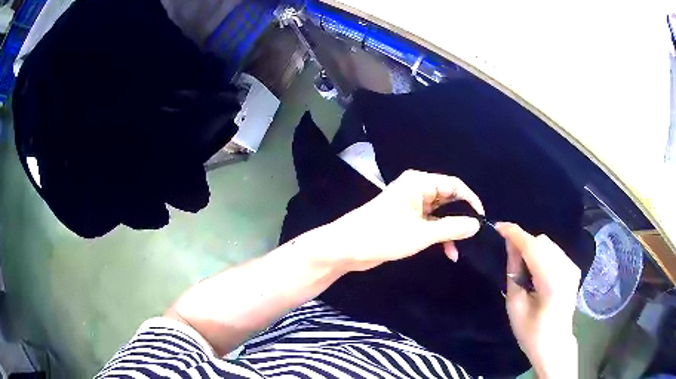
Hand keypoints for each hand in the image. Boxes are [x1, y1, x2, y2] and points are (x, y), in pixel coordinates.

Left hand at [324, 170, 484, 271]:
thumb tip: (476, 224)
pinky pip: (430, 224)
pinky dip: (439, 236)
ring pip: (440, 214)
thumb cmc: (384, 235)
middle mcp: (417, 190)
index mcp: (419, 183)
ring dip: (450, 231)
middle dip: (461, 217)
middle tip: (474, 236)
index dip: (471, 201)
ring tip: (459, 249)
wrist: (347, 248)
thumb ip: (452, 227)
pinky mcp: (406, 220)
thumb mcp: (422, 233)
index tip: (482, 220)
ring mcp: (411, 206)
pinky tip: (448, 252)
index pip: (455, 185)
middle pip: (448, 199)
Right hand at [496, 223, 580, 378]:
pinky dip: (542, 254)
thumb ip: (514, 272)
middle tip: (510, 257)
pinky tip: (536, 271)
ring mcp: (572, 267)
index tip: (498, 227)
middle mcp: (566, 268)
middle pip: (542, 241)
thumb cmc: (531, 332)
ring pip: (548, 244)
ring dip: (533, 248)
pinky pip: (555, 251)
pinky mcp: (574, 268)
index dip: (515, 234)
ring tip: (523, 267)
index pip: (533, 247)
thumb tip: (510, 245)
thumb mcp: (515, 305)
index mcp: (552, 282)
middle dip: (524, 243)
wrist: (555, 345)